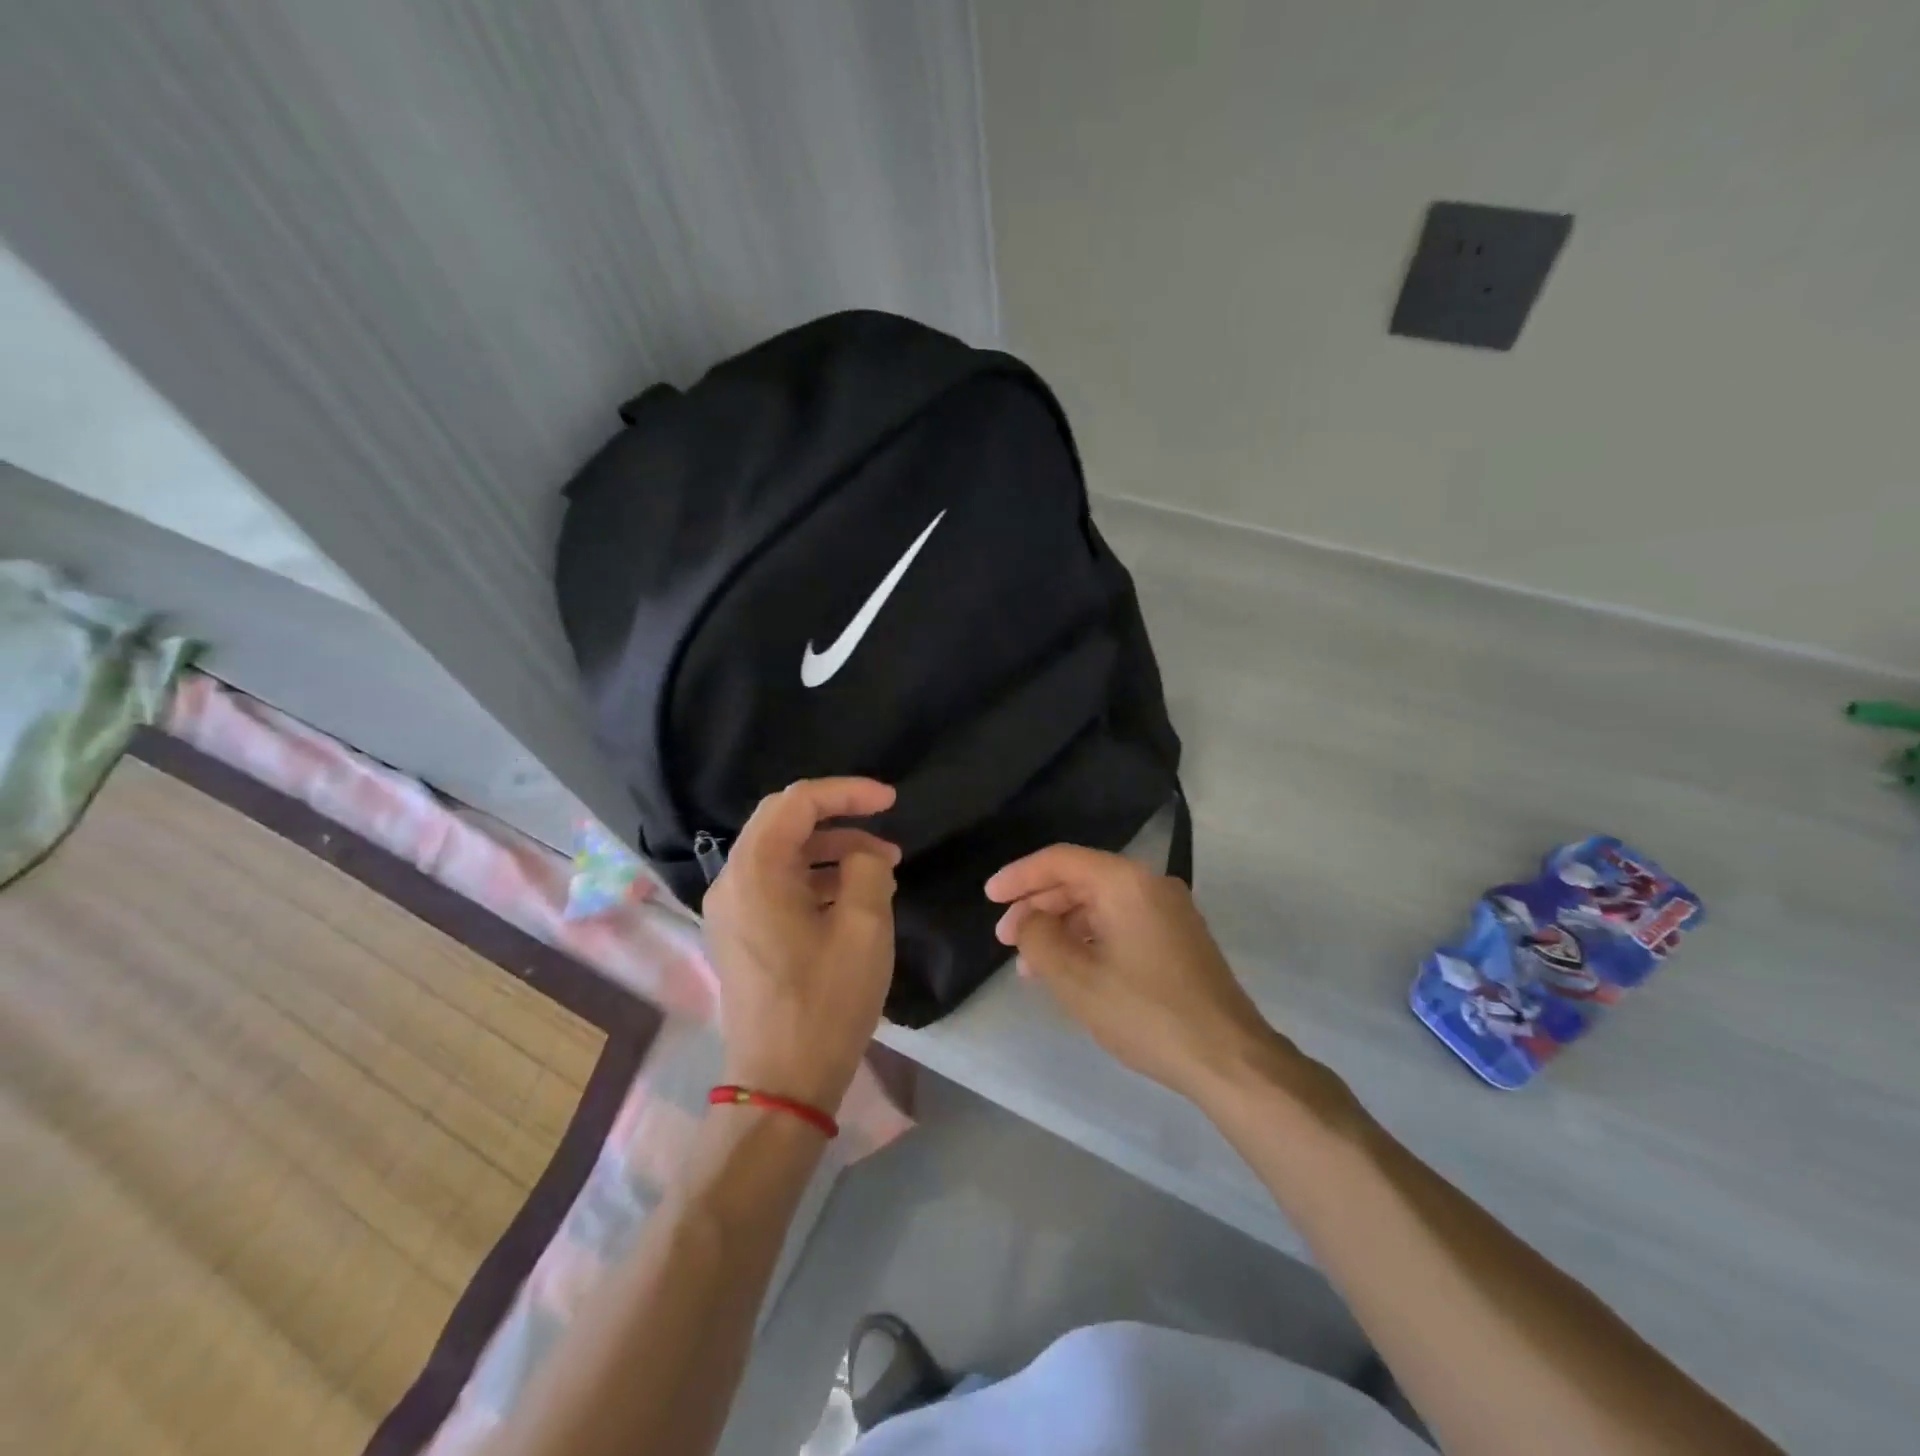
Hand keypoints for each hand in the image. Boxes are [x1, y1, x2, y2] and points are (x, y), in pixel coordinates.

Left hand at [703, 779, 900, 1114]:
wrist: (781, 1083)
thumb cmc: (825, 1002)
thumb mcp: (864, 927)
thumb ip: (867, 869)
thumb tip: (862, 855)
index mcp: (755, 871)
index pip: (797, 802)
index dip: (847, 792)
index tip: (891, 801)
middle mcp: (731, 881)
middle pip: (783, 822)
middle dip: (839, 818)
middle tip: (885, 828)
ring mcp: (730, 910)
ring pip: (782, 854)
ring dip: (831, 850)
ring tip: (882, 867)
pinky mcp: (739, 934)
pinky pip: (776, 885)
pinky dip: (814, 878)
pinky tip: (852, 897)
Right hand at [985, 845, 1287, 1103]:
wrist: (1228, 1057)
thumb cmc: (1146, 1013)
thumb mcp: (1076, 979)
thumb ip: (1039, 939)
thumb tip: (1029, 921)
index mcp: (1125, 882)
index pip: (1060, 861)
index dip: (1019, 876)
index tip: (989, 898)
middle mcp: (1150, 884)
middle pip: (1080, 880)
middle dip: (1038, 906)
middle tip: (1006, 939)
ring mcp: (1168, 911)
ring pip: (1099, 904)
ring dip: (1061, 927)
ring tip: (1031, 965)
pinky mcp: (1177, 938)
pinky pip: (1120, 923)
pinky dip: (1089, 939)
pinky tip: (1070, 969)